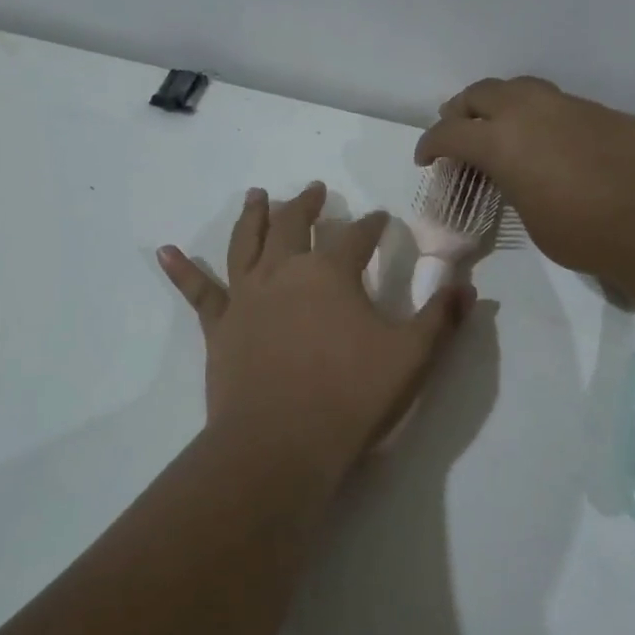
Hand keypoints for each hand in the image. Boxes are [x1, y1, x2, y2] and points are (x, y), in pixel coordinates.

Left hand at [158, 182, 474, 478]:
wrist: (280, 444)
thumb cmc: (351, 396)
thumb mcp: (412, 357)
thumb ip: (441, 318)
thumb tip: (469, 286)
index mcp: (330, 273)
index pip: (356, 235)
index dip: (371, 224)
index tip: (380, 218)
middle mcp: (284, 272)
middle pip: (294, 224)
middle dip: (307, 204)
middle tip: (314, 189)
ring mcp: (246, 297)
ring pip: (246, 243)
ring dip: (254, 216)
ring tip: (256, 195)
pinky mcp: (220, 327)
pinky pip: (198, 291)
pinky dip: (182, 270)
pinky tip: (165, 251)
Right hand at [415, 77, 634, 279]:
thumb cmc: (585, 230)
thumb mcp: (532, 218)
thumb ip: (515, 187)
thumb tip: (518, 178)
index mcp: (501, 141)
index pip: (450, 133)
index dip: (430, 145)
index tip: (425, 158)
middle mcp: (529, 111)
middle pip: (481, 93)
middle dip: (461, 109)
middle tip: (456, 127)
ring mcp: (568, 105)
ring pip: (521, 88)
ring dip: (501, 103)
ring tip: (500, 124)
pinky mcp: (601, 110)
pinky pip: (556, 103)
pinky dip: (539, 114)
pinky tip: (549, 139)